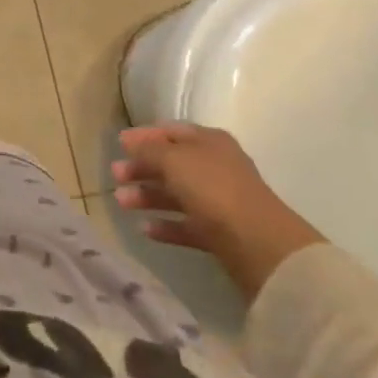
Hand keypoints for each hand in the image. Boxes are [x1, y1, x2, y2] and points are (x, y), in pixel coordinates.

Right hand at [112, 124, 324, 298]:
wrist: (261, 246)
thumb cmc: (213, 189)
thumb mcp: (174, 160)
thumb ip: (149, 150)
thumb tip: (129, 141)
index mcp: (209, 141)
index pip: (171, 132)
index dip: (144, 136)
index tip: (119, 144)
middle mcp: (215, 167)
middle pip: (172, 163)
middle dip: (142, 168)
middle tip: (115, 175)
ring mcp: (219, 201)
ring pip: (177, 194)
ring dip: (148, 196)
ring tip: (122, 203)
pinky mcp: (221, 234)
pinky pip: (187, 225)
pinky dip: (167, 226)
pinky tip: (145, 230)